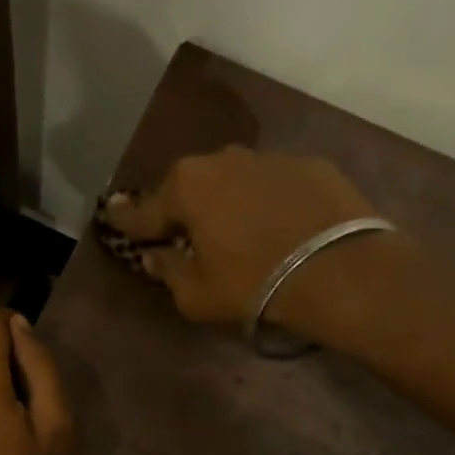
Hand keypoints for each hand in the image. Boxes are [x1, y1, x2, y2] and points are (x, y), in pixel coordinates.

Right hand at [101, 147, 385, 326]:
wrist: (344, 273)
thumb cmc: (255, 285)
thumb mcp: (197, 295)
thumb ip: (169, 272)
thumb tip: (155, 257)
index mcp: (185, 188)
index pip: (143, 210)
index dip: (126, 219)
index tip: (110, 215)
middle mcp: (222, 161)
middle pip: (189, 186)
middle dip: (182, 207)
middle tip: (185, 233)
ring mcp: (269, 158)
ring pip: (234, 179)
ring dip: (228, 200)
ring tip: (239, 229)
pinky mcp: (312, 164)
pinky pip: (276, 183)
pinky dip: (270, 200)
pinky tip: (283, 225)